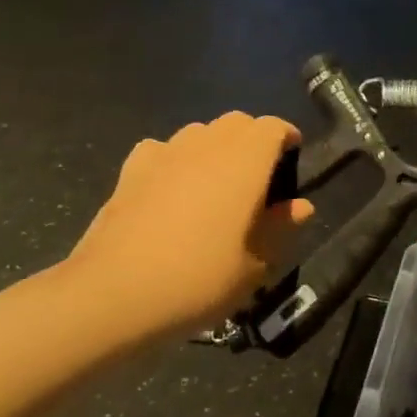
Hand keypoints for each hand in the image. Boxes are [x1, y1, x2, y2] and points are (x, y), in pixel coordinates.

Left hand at [66, 113, 311, 339]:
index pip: (273, 127)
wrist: (115, 293)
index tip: (293, 159)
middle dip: (252, 140)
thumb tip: (301, 206)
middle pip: (237, 122)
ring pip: (200, 132)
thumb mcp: (255, 265)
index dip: (286, 138)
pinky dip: (174, 160)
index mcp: (246, 160)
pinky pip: (162, 150)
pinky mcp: (131, 169)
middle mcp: (207, 144)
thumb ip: (280, 227)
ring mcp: (165, 152)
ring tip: (215, 185)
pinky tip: (170, 189)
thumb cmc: (199, 278)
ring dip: (214, 147)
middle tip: (258, 177)